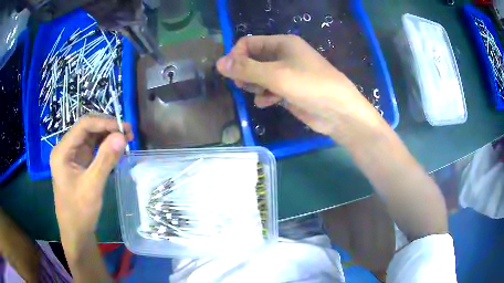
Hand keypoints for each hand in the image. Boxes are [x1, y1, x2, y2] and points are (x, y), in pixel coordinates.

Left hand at [50, 115, 132, 260]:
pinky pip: (93, 148)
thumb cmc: (80, 211)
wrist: (76, 232)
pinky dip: (106, 146)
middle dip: (107, 127)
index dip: (104, 122)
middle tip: (128, 133)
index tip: (123, 128)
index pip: (83, 125)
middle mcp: (66, 148)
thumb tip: (122, 136)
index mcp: (62, 151)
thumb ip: (106, 160)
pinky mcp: (80, 162)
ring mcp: (73, 155)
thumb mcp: (92, 186)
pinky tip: (117, 149)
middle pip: (87, 128)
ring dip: (108, 135)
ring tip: (126, 139)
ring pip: (91, 136)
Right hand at [216, 35, 386, 144]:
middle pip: (253, 59)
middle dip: (245, 71)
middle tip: (242, 84)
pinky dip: (265, 95)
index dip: (237, 55)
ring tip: (257, 93)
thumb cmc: (310, 86)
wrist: (339, 112)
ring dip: (254, 84)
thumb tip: (219, 63)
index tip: (231, 72)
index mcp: (282, 44)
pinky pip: (269, 89)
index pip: (249, 43)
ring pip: (260, 75)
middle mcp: (284, 56)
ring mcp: (287, 74)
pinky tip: (266, 102)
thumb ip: (246, 69)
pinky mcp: (289, 91)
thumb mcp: (276, 75)